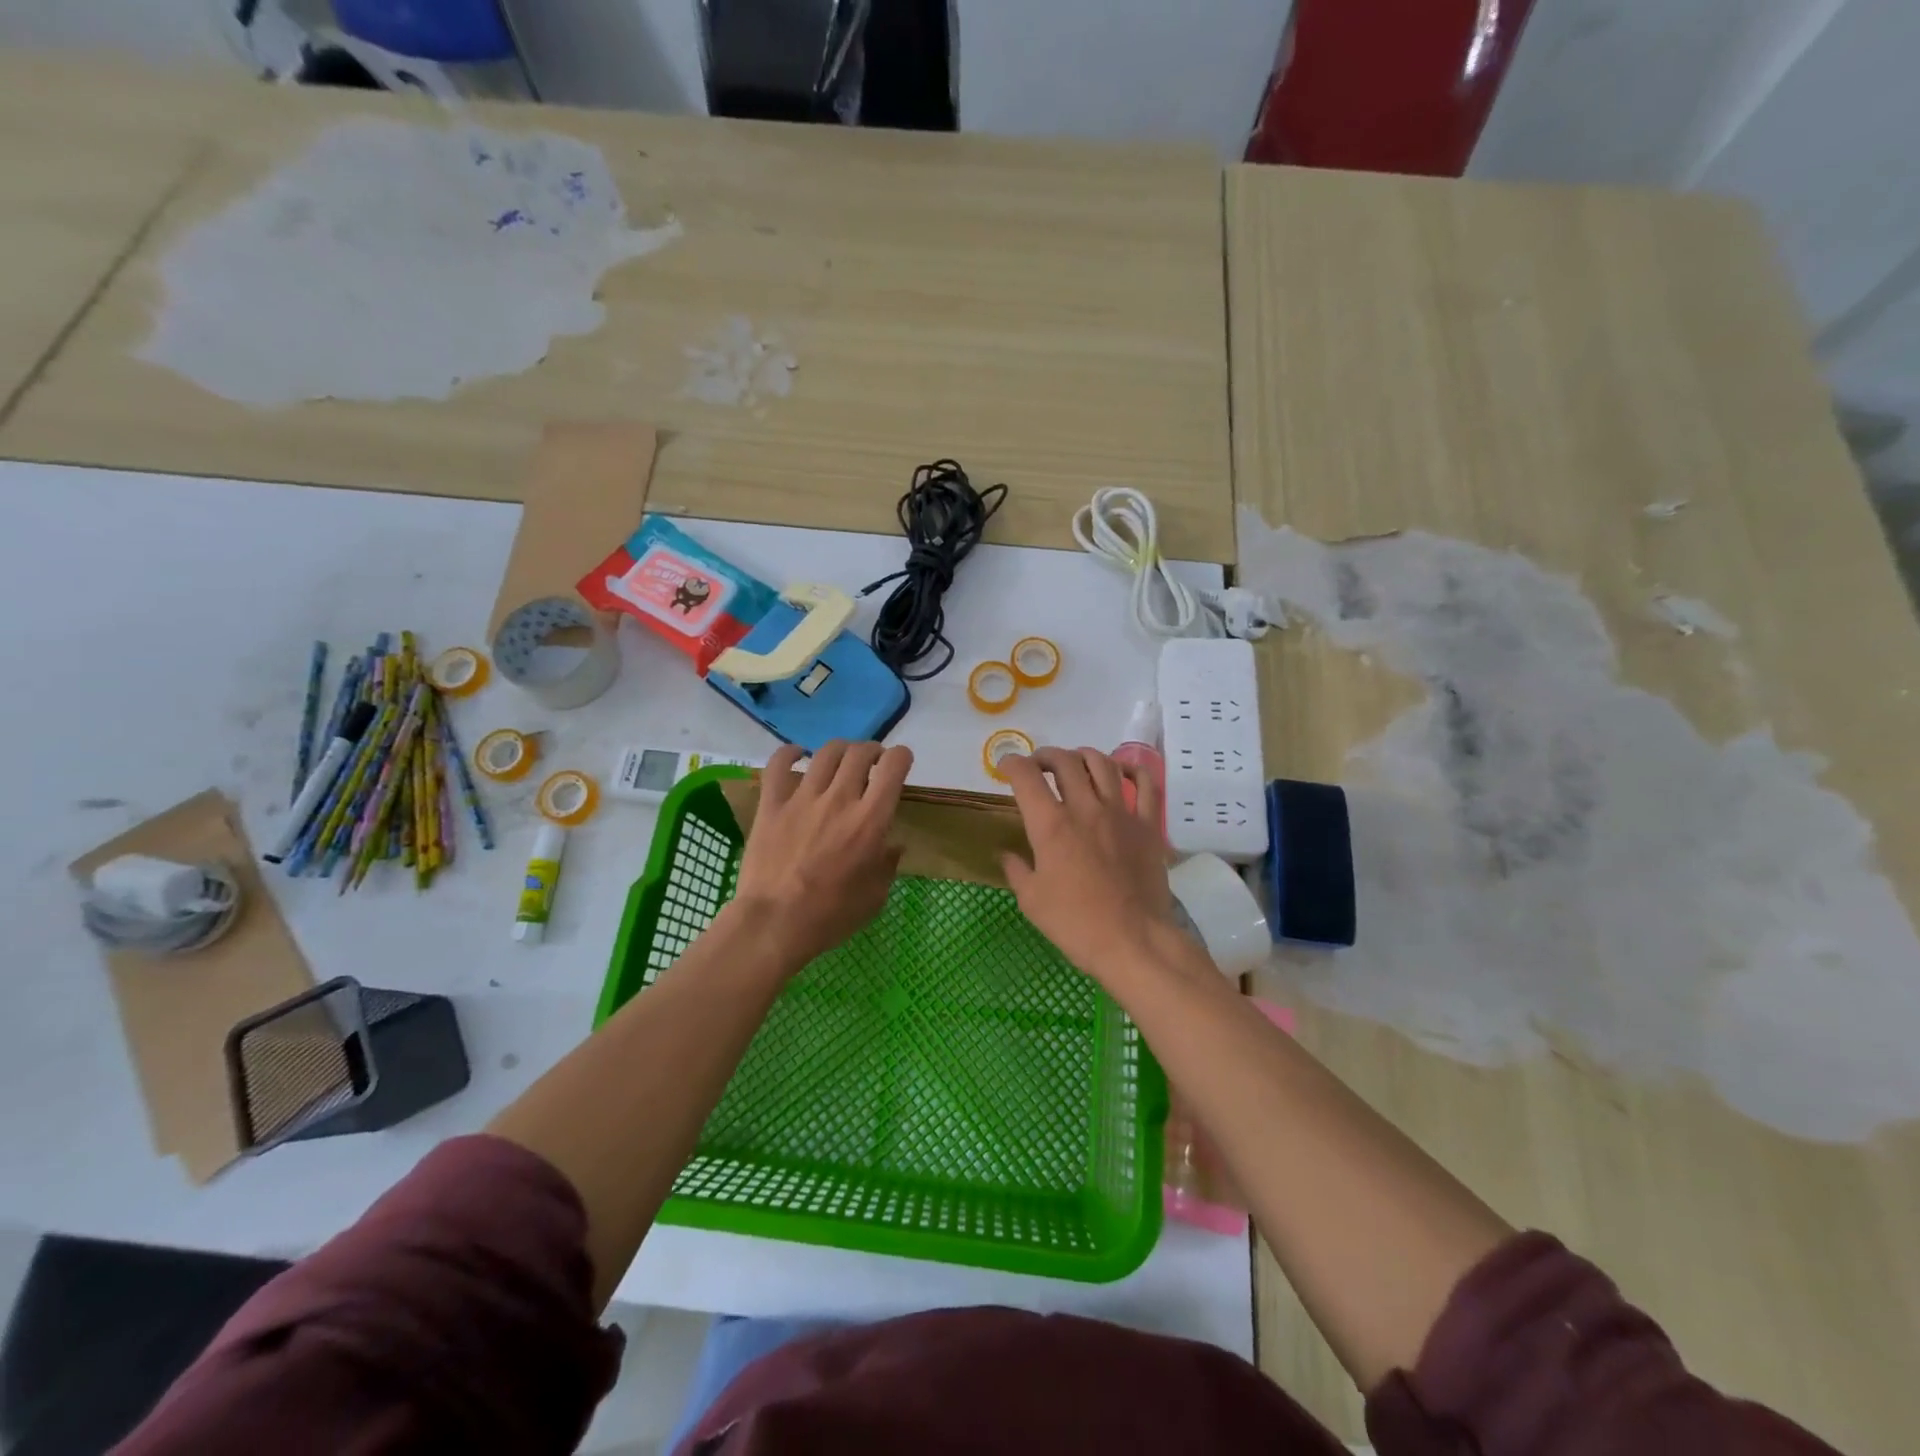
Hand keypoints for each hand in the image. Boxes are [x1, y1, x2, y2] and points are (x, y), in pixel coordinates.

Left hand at [732, 740, 911, 968]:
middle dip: (872, 751)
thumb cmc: (830, 916)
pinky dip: (790, 753)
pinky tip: (797, 754)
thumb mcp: (874, 897)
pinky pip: (779, 764)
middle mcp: (840, 799)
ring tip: (841, 760)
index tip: (900, 763)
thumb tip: (892, 845)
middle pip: (860, 753)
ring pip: (826, 753)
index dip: (901, 757)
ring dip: (840, 750)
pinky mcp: (771, 805)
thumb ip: (887, 865)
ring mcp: (802, 798)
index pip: (893, 767)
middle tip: (872, 763)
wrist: (774, 924)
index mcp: (870, 821)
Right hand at [997, 747, 1174, 981]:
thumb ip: (1017, 870)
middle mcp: (1085, 808)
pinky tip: (1122, 771)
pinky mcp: (1148, 825)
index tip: (1007, 767)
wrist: (1133, 941)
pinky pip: (1146, 785)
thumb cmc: (1076, 924)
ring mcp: (1121, 813)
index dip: (1012, 764)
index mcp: (1051, 825)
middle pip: (1064, 762)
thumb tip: (1008, 855)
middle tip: (1038, 765)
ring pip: (1102, 764)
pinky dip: (1132, 770)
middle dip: (1046, 756)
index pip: (1026, 777)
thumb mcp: (1032, 901)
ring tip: (1075, 763)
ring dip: (1083, 756)